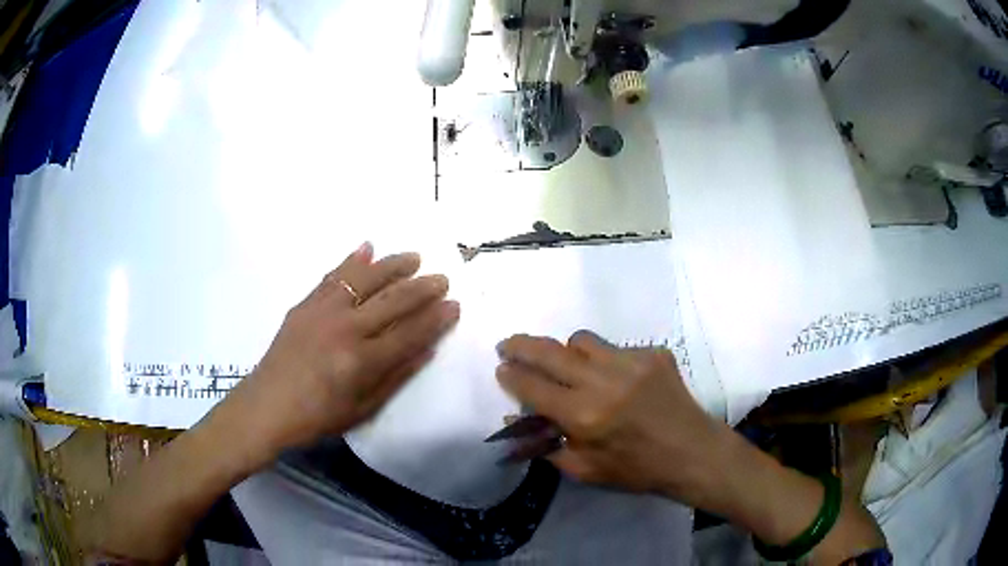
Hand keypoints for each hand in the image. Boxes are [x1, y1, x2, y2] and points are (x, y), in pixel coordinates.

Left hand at [215, 242, 459, 466]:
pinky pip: (333, 276)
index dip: (435, 319)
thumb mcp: (364, 408)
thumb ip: (397, 376)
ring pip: (365, 279)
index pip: (410, 333)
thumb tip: (428, 349)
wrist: (268, 404)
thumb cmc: (318, 416)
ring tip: (414, 257)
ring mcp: (323, 311)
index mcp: (362, 361)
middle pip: (392, 300)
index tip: (454, 305)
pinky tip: (367, 248)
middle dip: (422, 288)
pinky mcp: (306, 304)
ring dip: (392, 266)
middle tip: (442, 278)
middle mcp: (346, 329)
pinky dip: (352, 261)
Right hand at [495, 331, 733, 505]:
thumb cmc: (637, 469)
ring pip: (582, 341)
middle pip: (550, 352)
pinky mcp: (653, 353)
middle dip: (521, 345)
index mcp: (585, 416)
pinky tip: (618, 382)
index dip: (512, 375)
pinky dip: (606, 362)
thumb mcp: (584, 471)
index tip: (501, 368)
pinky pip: (616, 348)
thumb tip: (517, 420)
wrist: (692, 452)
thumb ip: (546, 446)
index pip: (533, 387)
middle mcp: (604, 382)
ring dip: (567, 352)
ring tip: (571, 368)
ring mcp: (631, 361)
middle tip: (508, 345)